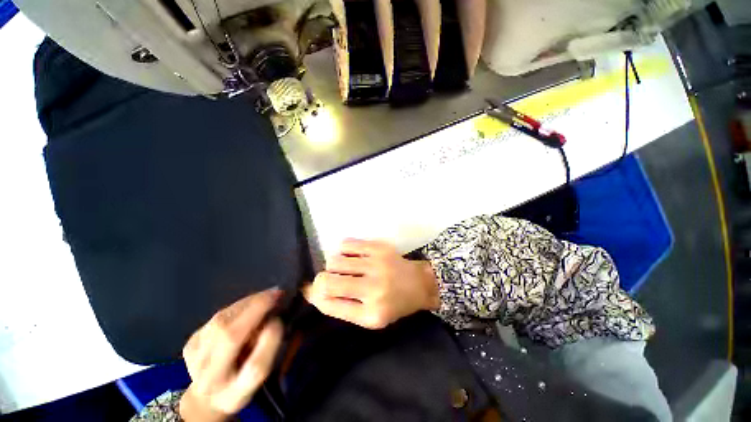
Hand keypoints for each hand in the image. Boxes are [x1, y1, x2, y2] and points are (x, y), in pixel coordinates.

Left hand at [180, 289, 283, 421]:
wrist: (206, 396)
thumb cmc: (242, 384)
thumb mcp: (260, 375)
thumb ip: (268, 349)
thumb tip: (273, 319)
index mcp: (235, 393)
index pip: (255, 368)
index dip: (270, 341)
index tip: (281, 321)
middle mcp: (210, 378)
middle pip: (230, 338)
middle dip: (256, 309)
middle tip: (277, 293)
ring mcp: (195, 358)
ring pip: (222, 321)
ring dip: (248, 302)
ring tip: (266, 295)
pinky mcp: (190, 342)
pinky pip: (217, 317)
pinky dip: (238, 306)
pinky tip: (250, 304)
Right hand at [303, 239, 439, 328]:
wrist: (419, 283)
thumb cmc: (393, 304)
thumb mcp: (368, 317)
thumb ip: (340, 307)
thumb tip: (311, 291)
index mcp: (370, 314)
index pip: (328, 303)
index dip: (315, 295)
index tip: (313, 291)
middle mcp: (373, 289)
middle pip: (328, 280)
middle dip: (322, 280)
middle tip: (332, 279)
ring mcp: (377, 264)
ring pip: (335, 260)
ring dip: (334, 265)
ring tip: (345, 268)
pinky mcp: (379, 247)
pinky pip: (347, 243)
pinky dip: (343, 250)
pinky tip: (352, 256)